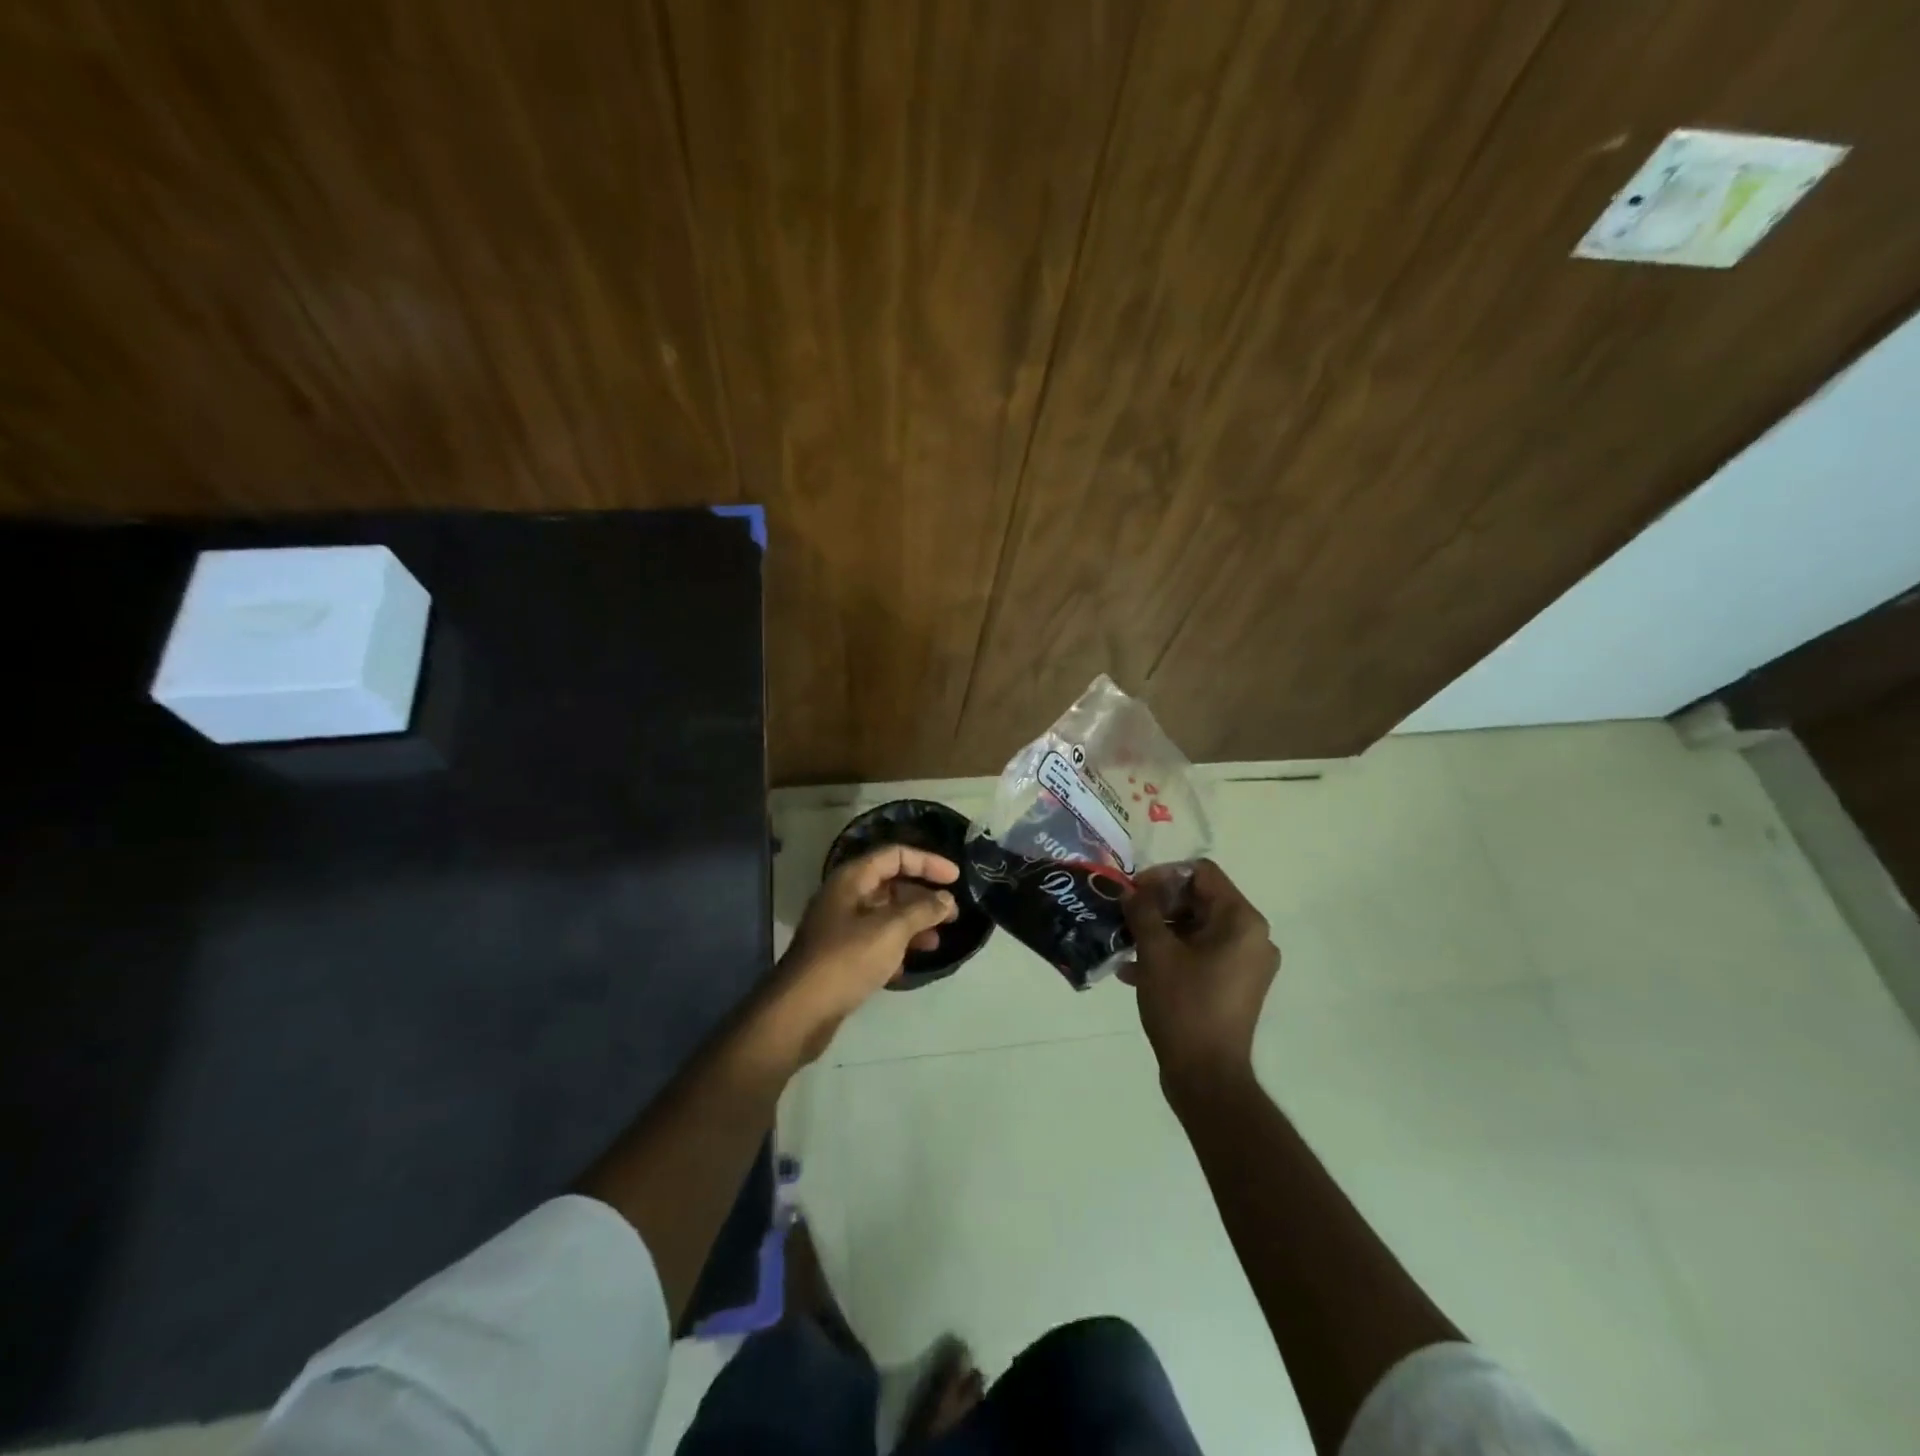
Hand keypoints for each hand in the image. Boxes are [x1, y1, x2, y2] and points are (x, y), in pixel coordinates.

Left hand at [770, 845, 959, 1061]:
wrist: (800, 1011)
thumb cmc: (847, 960)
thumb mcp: (891, 930)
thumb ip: (922, 910)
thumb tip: (946, 899)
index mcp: (852, 879)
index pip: (895, 855)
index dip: (928, 862)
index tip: (956, 878)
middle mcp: (844, 897)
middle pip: (890, 884)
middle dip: (923, 897)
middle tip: (952, 915)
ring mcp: (839, 927)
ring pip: (884, 915)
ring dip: (912, 924)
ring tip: (936, 943)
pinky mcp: (839, 956)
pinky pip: (874, 941)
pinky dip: (895, 948)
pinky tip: (907, 966)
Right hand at [1121, 859, 1278, 1086]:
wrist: (1207, 1077)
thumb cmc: (1184, 1006)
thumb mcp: (1156, 953)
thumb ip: (1142, 912)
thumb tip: (1133, 891)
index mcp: (1242, 921)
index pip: (1202, 873)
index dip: (1164, 876)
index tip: (1133, 893)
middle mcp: (1253, 937)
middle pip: (1201, 899)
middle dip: (1159, 905)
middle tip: (1126, 917)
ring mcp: (1247, 963)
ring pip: (1198, 928)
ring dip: (1161, 931)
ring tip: (1126, 945)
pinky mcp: (1236, 985)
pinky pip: (1202, 954)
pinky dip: (1172, 954)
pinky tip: (1135, 971)